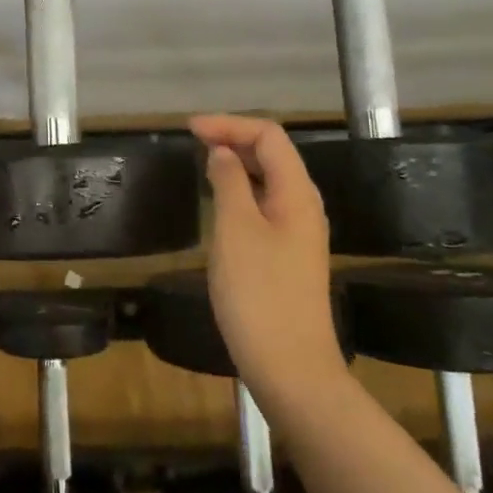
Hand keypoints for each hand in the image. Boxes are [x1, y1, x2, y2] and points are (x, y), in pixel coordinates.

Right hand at [189, 114, 341, 405]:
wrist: (290, 367)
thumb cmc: (259, 293)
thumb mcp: (235, 229)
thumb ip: (230, 182)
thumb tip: (222, 153)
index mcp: (297, 193)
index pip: (269, 136)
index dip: (229, 124)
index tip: (188, 129)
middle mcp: (303, 206)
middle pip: (273, 154)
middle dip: (234, 139)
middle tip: (192, 142)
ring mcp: (297, 233)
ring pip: (268, 181)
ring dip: (237, 164)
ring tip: (201, 164)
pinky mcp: (286, 256)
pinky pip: (263, 205)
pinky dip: (240, 192)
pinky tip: (218, 203)